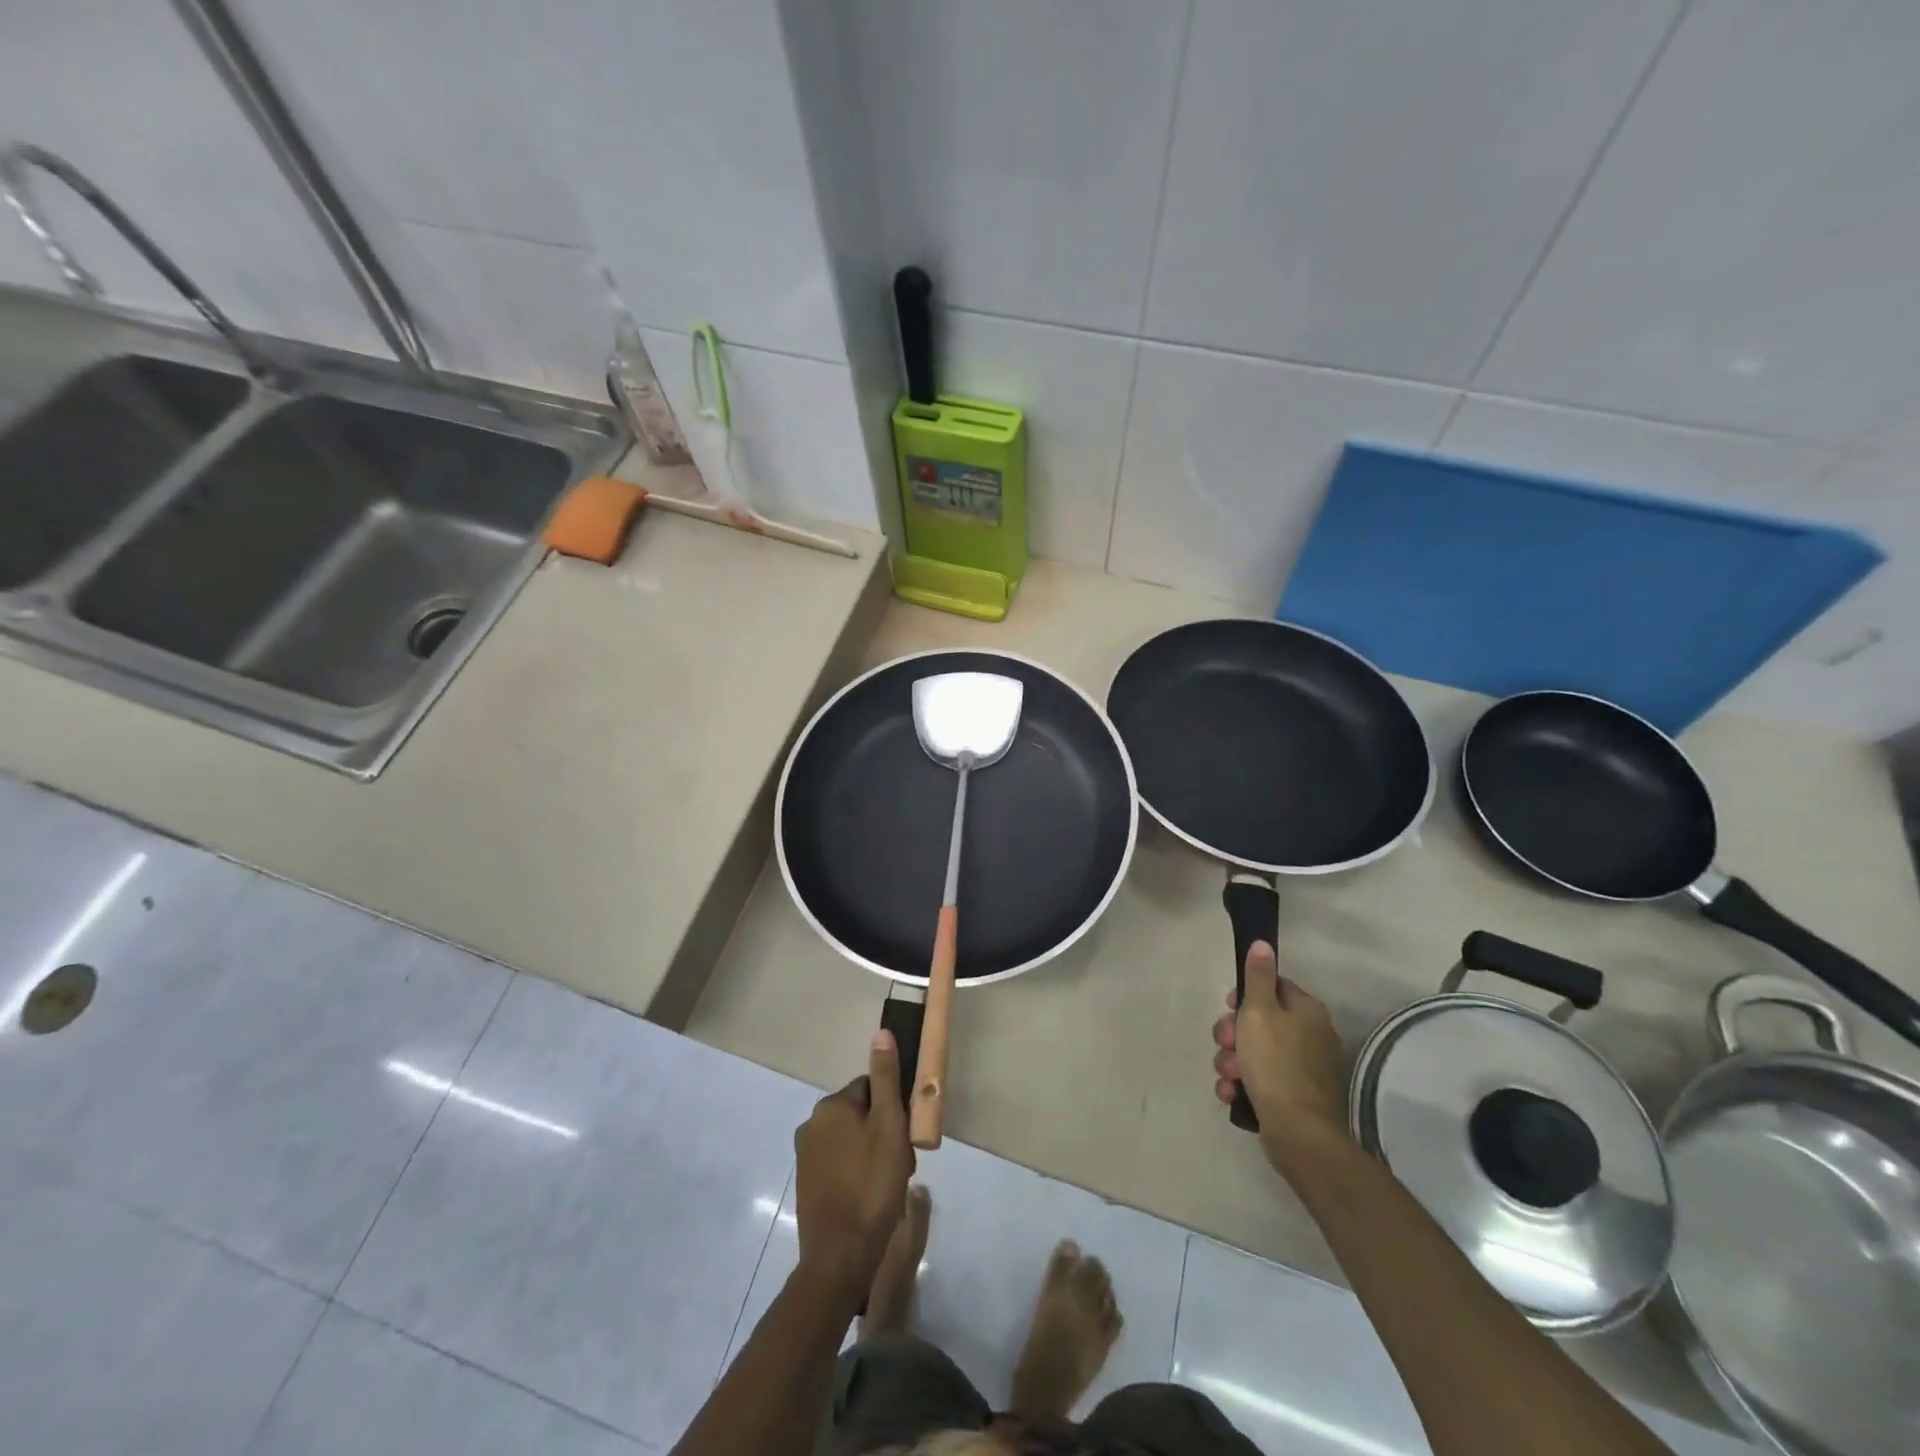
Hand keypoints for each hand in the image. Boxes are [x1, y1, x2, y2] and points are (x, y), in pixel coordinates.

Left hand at [794, 1029, 915, 1297]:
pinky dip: (856, 1172)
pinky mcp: (806, 1184)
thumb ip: (886, 1078)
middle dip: (883, 1132)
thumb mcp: (889, 1126)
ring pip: (851, 1140)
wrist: (840, 1256)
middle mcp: (812, 1124)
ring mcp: (805, 1156)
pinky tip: (870, 1196)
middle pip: (861, 1113)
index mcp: (831, 1105)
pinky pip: (839, 1163)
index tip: (906, 1136)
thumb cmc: (871, 1185)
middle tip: (900, 1162)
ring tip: (888, 1183)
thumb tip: (881, 1033)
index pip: (872, 1088)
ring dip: (872, 1152)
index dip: (894, 1110)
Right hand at [1213, 941, 1350, 1168]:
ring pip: (1254, 1053)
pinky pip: (1260, 1080)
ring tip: (1228, 1076)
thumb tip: (1263, 943)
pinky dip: (1243, 1084)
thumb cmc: (1275, 1063)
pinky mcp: (1294, 1097)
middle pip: (1260, 1021)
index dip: (1244, 996)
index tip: (1228, 1007)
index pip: (1273, 986)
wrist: (1298, 1133)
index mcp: (1307, 1011)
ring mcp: (1304, 1069)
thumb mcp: (1259, 1011)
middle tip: (1225, 1044)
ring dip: (1232, 1061)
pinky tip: (1232, 1093)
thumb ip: (1258, 976)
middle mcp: (1310, 1036)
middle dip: (1233, 1034)